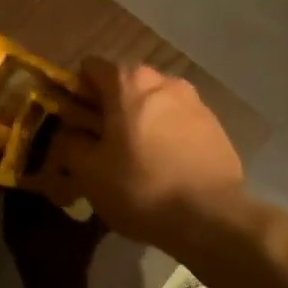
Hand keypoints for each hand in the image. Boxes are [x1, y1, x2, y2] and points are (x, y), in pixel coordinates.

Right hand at [32, 56, 242, 249]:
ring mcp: (195, 102)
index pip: (90, 68)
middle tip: (104, 145)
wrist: (212, 219)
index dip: (77, 93)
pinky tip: (166, 168)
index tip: (76, 122)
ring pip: (154, 103)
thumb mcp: (88, 172)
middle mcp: (163, 81)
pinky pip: (179, 121)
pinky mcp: (216, 126)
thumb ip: (71, 143)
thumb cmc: (140, 188)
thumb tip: (71, 134)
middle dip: (111, 108)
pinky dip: (166, 135)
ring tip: (138, 159)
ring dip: (140, 121)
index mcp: (129, 82)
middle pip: (125, 85)